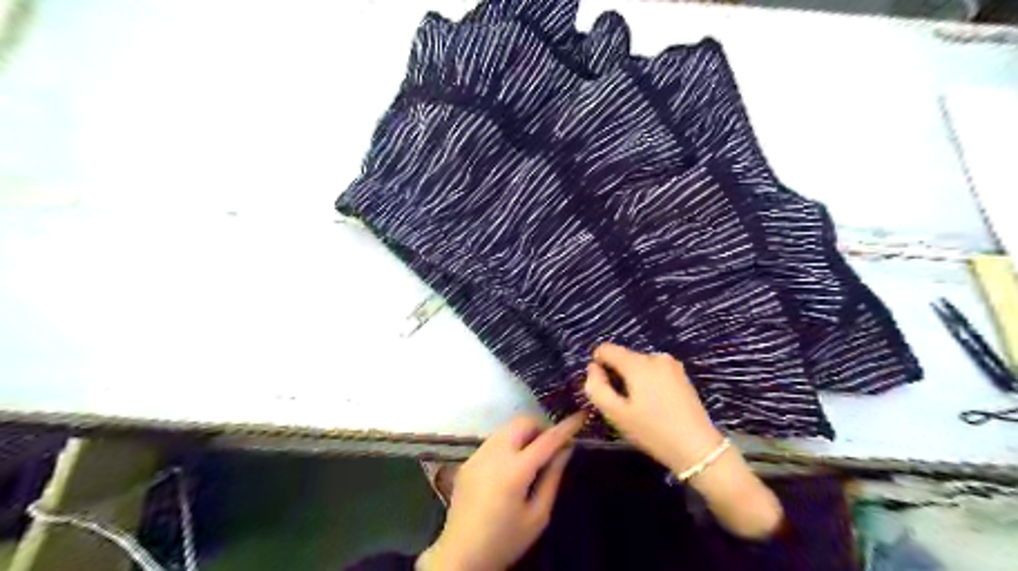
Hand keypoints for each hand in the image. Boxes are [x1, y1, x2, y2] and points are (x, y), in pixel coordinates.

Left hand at [418, 413, 584, 567]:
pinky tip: (511, 464)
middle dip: (541, 426)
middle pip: (522, 422)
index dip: (566, 426)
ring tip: (534, 453)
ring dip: (524, 432)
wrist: (461, 554)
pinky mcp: (468, 460)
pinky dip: (509, 441)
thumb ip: (553, 478)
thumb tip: (566, 449)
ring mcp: (478, 454)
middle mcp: (495, 454)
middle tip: (553, 444)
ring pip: (507, 427)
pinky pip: (494, 439)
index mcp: (515, 470)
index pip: (547, 440)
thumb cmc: (505, 540)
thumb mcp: (538, 516)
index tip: (580, 416)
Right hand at [580, 343, 723, 471]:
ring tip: (641, 407)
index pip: (606, 349)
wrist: (697, 448)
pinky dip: (648, 382)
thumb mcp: (616, 414)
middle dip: (618, 376)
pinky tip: (656, 404)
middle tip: (624, 405)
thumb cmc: (652, 431)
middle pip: (624, 358)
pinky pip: (654, 371)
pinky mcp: (681, 374)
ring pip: (639, 365)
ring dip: (633, 380)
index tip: (604, 389)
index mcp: (638, 363)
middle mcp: (655, 356)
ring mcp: (671, 364)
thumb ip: (596, 388)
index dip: (598, 366)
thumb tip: (593, 368)